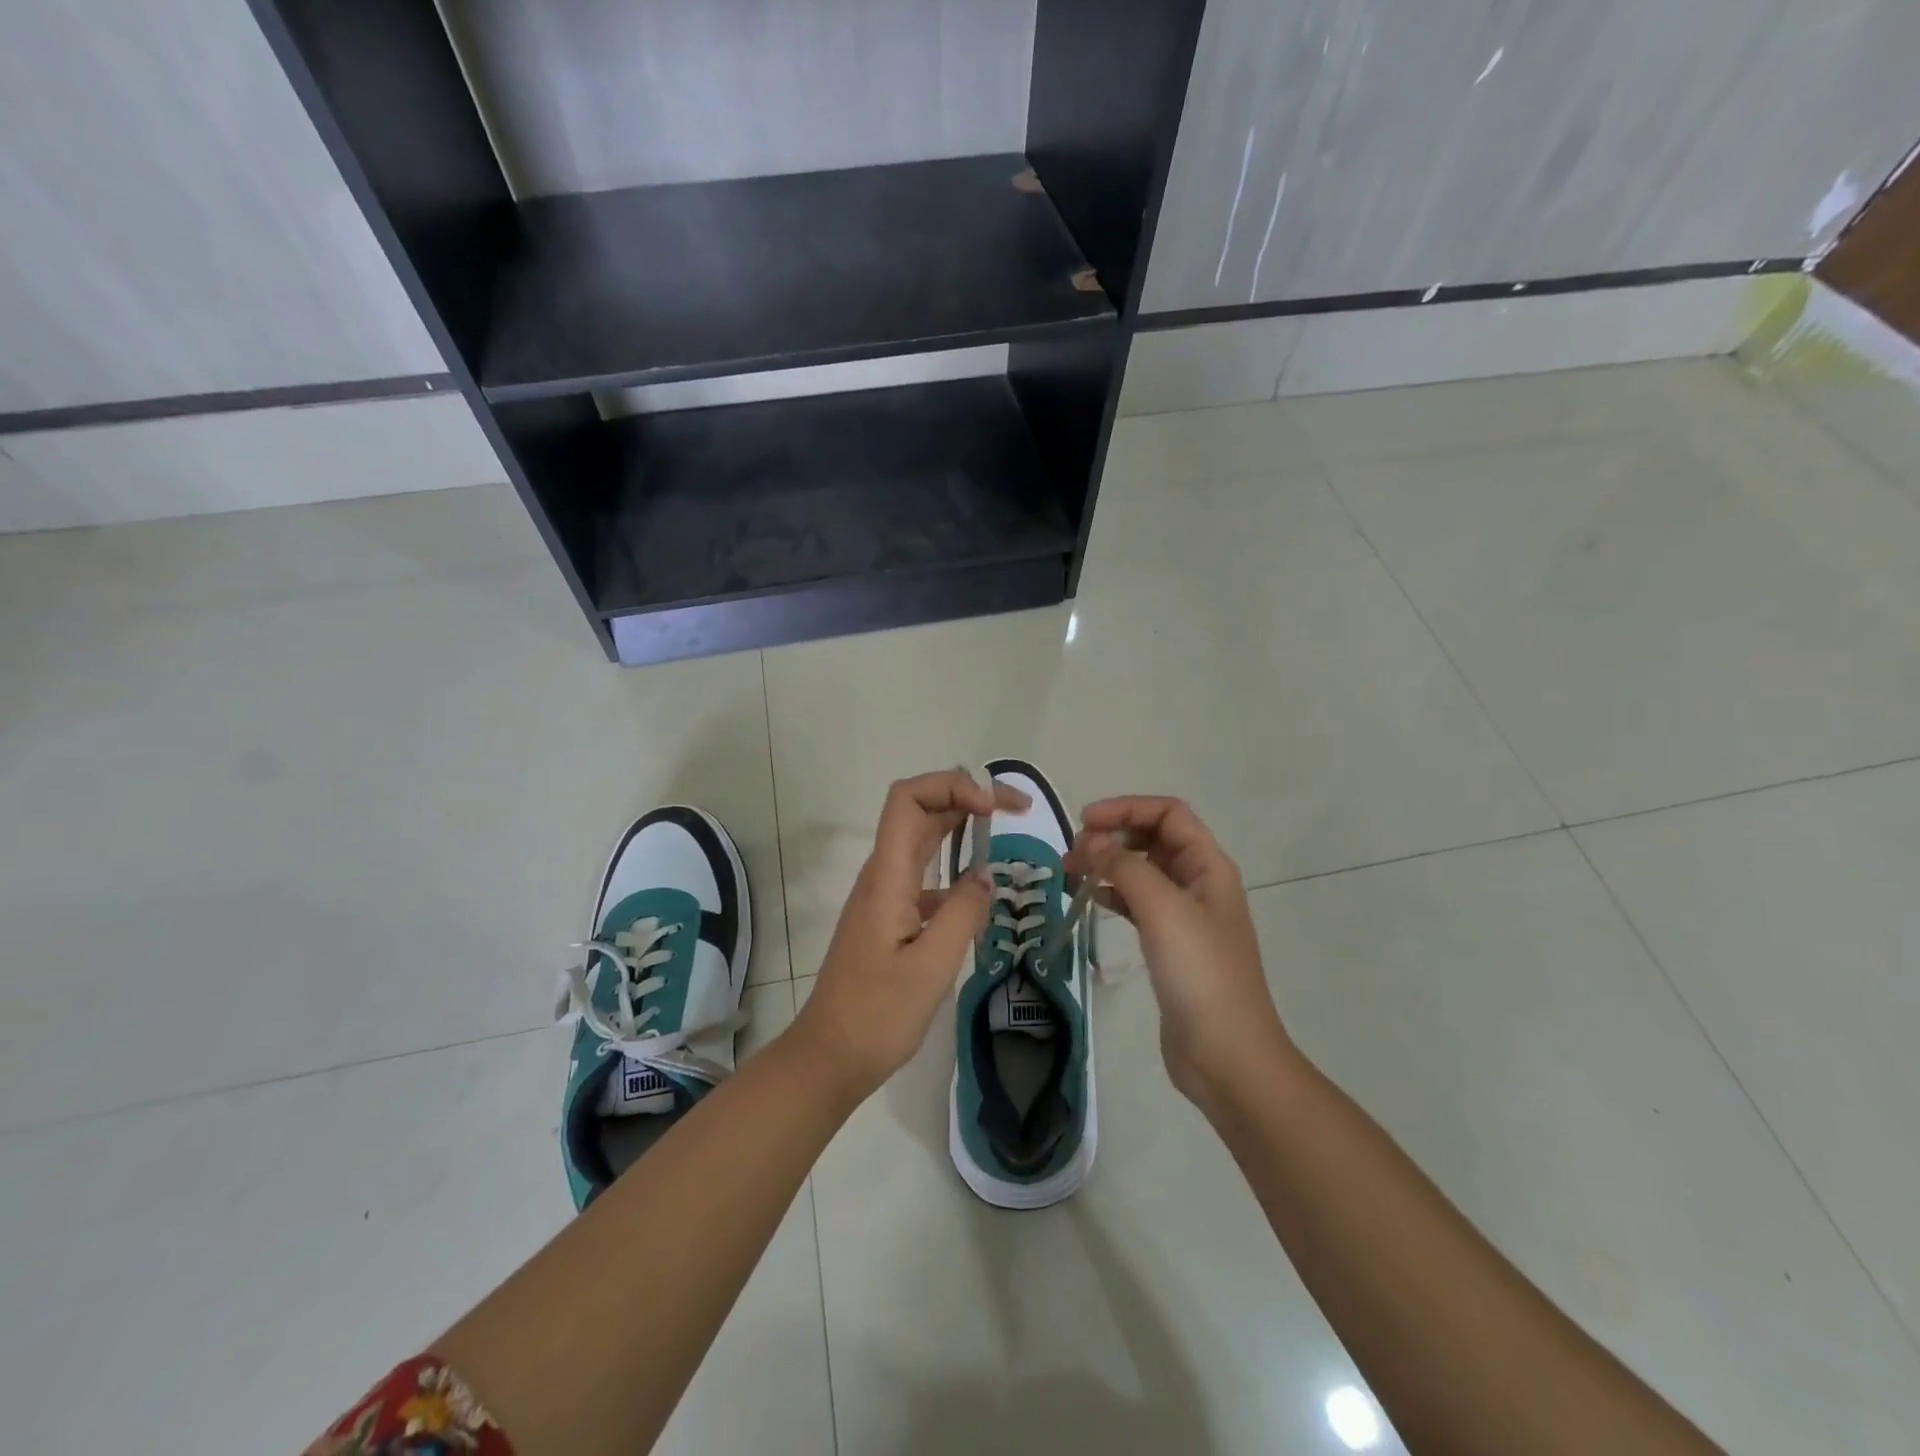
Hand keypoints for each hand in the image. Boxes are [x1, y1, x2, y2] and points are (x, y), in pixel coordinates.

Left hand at [789, 770, 1029, 1101]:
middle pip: (920, 811)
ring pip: (923, 841)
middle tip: (1017, 810)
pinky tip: (980, 896)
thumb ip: (963, 914)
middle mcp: (882, 875)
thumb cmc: (877, 1015)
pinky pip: (924, 876)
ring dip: (961, 828)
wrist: (829, 1057)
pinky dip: (955, 871)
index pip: (908, 799)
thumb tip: (985, 876)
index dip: (951, 786)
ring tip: (1004, 835)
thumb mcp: (931, 968)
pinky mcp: (889, 917)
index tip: (992, 809)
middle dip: (966, 797)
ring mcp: (884, 896)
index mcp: (887, 877)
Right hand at [1067, 797, 1291, 1109]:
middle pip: (1153, 838)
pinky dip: (1112, 894)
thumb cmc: (1200, 974)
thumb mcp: (1163, 909)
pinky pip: (1136, 903)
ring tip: (1069, 874)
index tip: (1084, 822)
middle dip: (1112, 836)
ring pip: (1141, 870)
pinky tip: (1089, 899)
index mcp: (1208, 866)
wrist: (1226, 1055)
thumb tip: (1091, 842)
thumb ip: (1124, 867)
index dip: (1126, 808)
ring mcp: (1184, 915)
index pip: (1168, 813)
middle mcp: (1198, 883)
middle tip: (1072, 854)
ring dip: (1107, 864)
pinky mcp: (1169, 944)